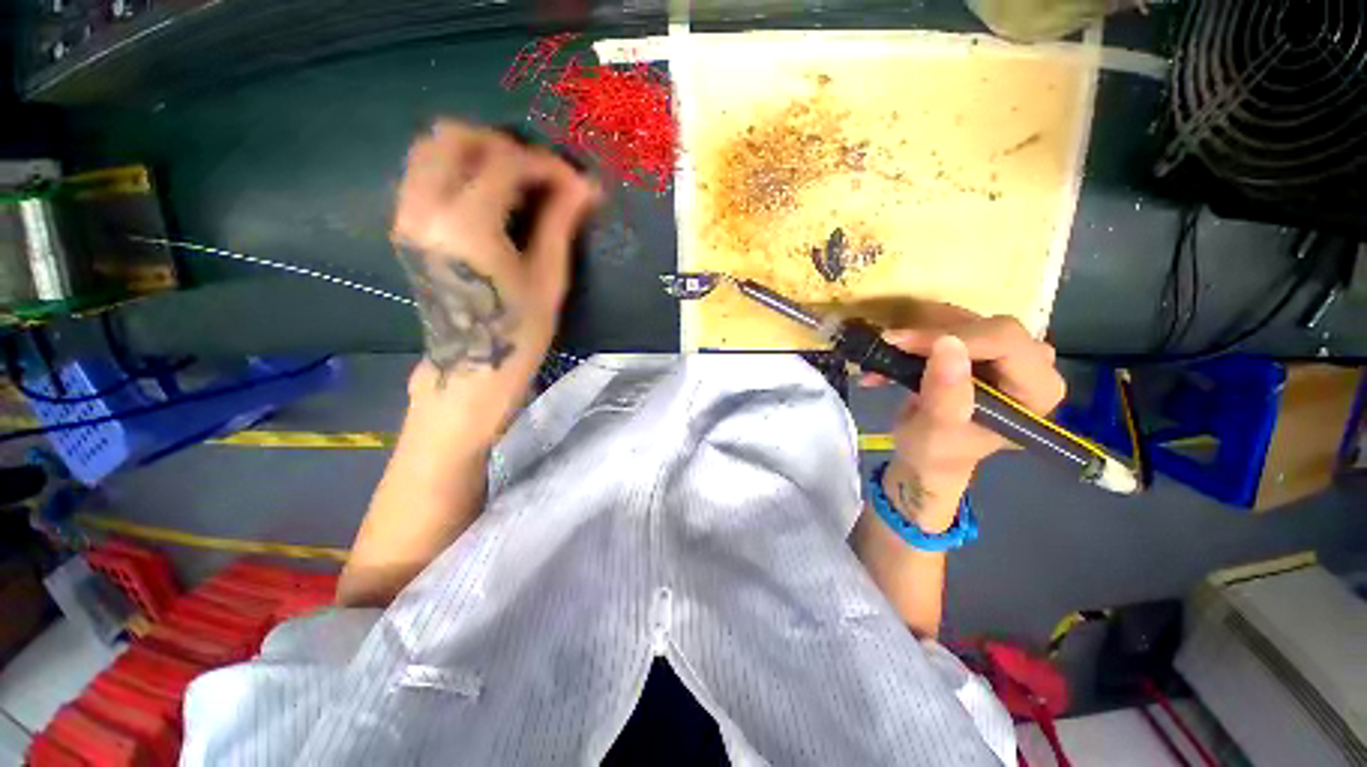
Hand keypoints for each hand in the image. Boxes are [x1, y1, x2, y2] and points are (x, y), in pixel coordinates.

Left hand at [392, 121, 600, 440]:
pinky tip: (488, 194)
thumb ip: (560, 222)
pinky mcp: (406, 224)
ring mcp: (408, 214)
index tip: (573, 182)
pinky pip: (424, 171)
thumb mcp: (548, 277)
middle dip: (503, 144)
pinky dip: (457, 166)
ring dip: (476, 151)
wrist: (472, 365)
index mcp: (468, 225)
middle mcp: (426, 208)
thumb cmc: (518, 330)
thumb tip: (587, 185)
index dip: (545, 164)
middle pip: (454, 137)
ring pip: (430, 147)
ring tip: (514, 179)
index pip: (505, 163)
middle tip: (538, 173)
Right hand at [862, 305, 1065, 531]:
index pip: (1007, 342)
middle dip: (933, 334)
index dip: (956, 337)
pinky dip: (917, 337)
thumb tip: (947, 344)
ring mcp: (1007, 355)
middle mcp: (1031, 367)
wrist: (925, 456)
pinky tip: (892, 353)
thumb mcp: (937, 431)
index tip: (905, 343)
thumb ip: (946, 394)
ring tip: (885, 353)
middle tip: (891, 345)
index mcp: (1037, 391)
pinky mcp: (981, 349)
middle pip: (987, 327)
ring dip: (919, 335)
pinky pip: (951, 326)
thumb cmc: (936, 452)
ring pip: (965, 321)